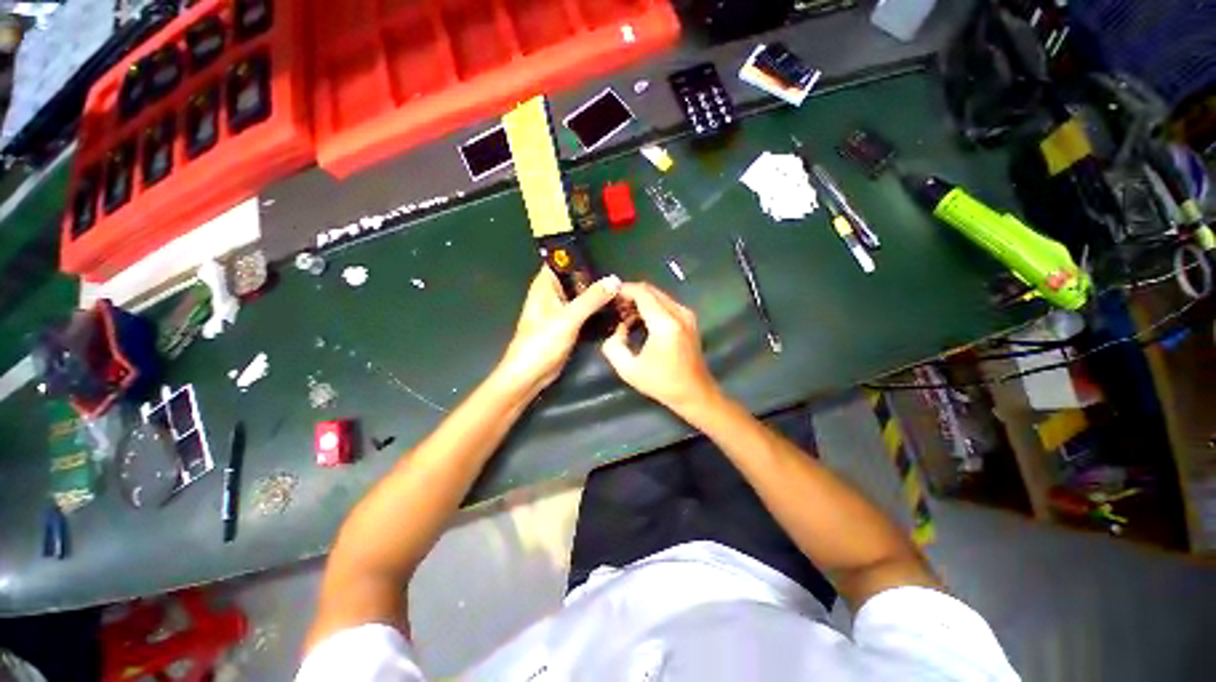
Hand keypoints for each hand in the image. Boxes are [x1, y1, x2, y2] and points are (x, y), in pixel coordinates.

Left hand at [496, 267, 619, 396]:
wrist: (530, 375)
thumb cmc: (541, 343)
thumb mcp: (568, 318)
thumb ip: (591, 299)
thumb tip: (614, 280)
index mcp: (545, 286)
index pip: (562, 260)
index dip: (581, 255)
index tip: (605, 255)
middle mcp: (552, 295)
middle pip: (576, 278)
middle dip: (596, 277)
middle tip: (621, 278)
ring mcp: (560, 311)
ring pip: (581, 295)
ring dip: (598, 294)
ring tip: (623, 291)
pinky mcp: (567, 326)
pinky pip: (584, 311)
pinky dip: (596, 310)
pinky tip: (614, 310)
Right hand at [600, 282, 719, 414]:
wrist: (695, 393)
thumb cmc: (662, 383)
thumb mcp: (629, 370)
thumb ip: (614, 346)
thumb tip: (618, 329)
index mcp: (665, 324)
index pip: (642, 293)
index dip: (624, 290)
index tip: (608, 295)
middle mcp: (679, 313)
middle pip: (651, 290)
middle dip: (631, 294)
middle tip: (614, 306)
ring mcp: (687, 315)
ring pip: (659, 295)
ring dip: (640, 300)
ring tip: (624, 315)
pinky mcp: (689, 320)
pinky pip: (666, 303)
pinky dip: (651, 306)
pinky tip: (639, 320)